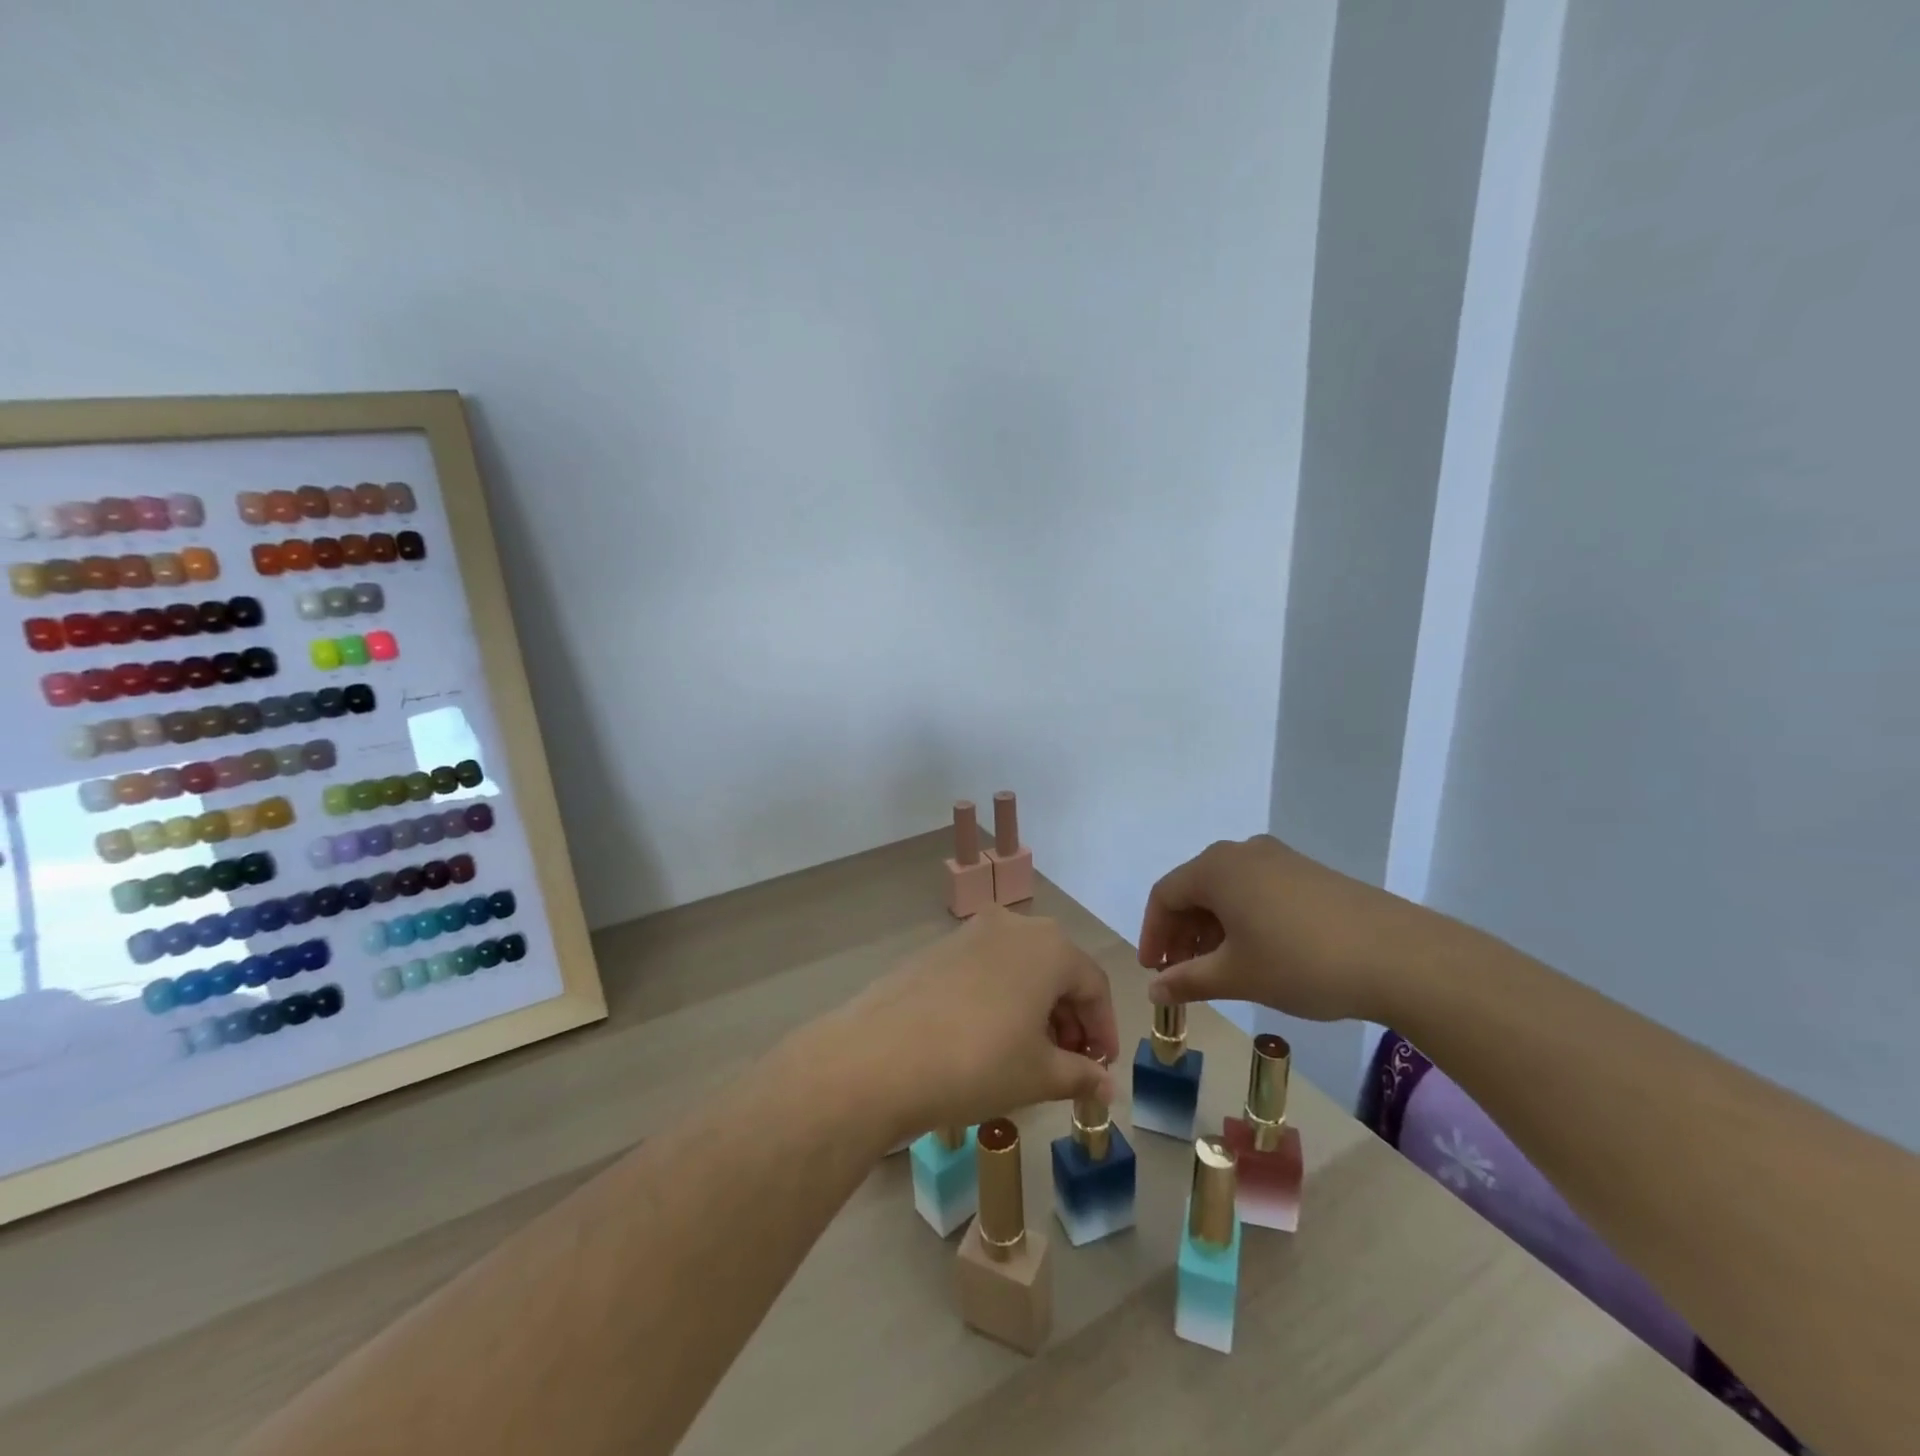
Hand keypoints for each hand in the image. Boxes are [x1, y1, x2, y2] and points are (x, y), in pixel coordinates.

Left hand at [820, 905, 1117, 1143]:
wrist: (879, 1057)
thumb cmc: (977, 1062)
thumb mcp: (1038, 1075)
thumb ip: (1081, 1076)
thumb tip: (1106, 1088)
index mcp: (1048, 946)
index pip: (1094, 985)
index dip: (1104, 1030)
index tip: (1100, 1069)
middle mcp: (1012, 926)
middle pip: (1058, 970)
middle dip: (1070, 1019)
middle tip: (1068, 1064)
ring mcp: (970, 933)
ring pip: (1020, 968)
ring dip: (1035, 1008)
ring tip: (1029, 1056)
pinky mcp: (937, 949)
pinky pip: (986, 969)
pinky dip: (1001, 998)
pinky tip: (988, 1039)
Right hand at [1138, 834, 1418, 1022]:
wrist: (1400, 956)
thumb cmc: (1300, 962)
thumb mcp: (1236, 976)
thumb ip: (1187, 980)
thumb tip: (1153, 990)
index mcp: (1215, 868)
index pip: (1164, 895)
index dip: (1153, 934)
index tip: (1154, 972)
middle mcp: (1242, 852)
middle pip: (1195, 889)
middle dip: (1182, 933)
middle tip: (1182, 973)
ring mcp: (1280, 859)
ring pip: (1228, 891)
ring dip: (1212, 929)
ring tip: (1218, 969)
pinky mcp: (1309, 873)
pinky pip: (1257, 890)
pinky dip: (1243, 920)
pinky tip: (1257, 953)